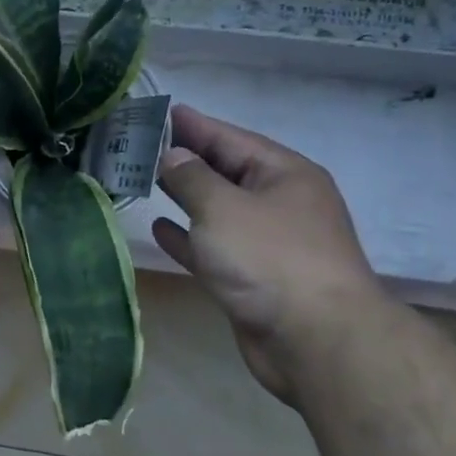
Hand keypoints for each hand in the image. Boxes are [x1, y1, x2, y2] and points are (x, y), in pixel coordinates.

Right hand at [152, 105, 385, 400]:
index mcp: (284, 174)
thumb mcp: (222, 207)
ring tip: (142, 179)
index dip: (193, 125)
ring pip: (217, 210)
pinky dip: (188, 237)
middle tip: (138, 145)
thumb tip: (172, 156)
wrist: (317, 343)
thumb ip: (191, 177)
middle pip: (224, 172)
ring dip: (183, 197)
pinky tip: (159, 228)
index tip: (158, 112)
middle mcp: (279, 203)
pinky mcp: (253, 279)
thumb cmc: (270, 259)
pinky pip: (214, 247)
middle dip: (184, 159)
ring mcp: (267, 243)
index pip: (230, 138)